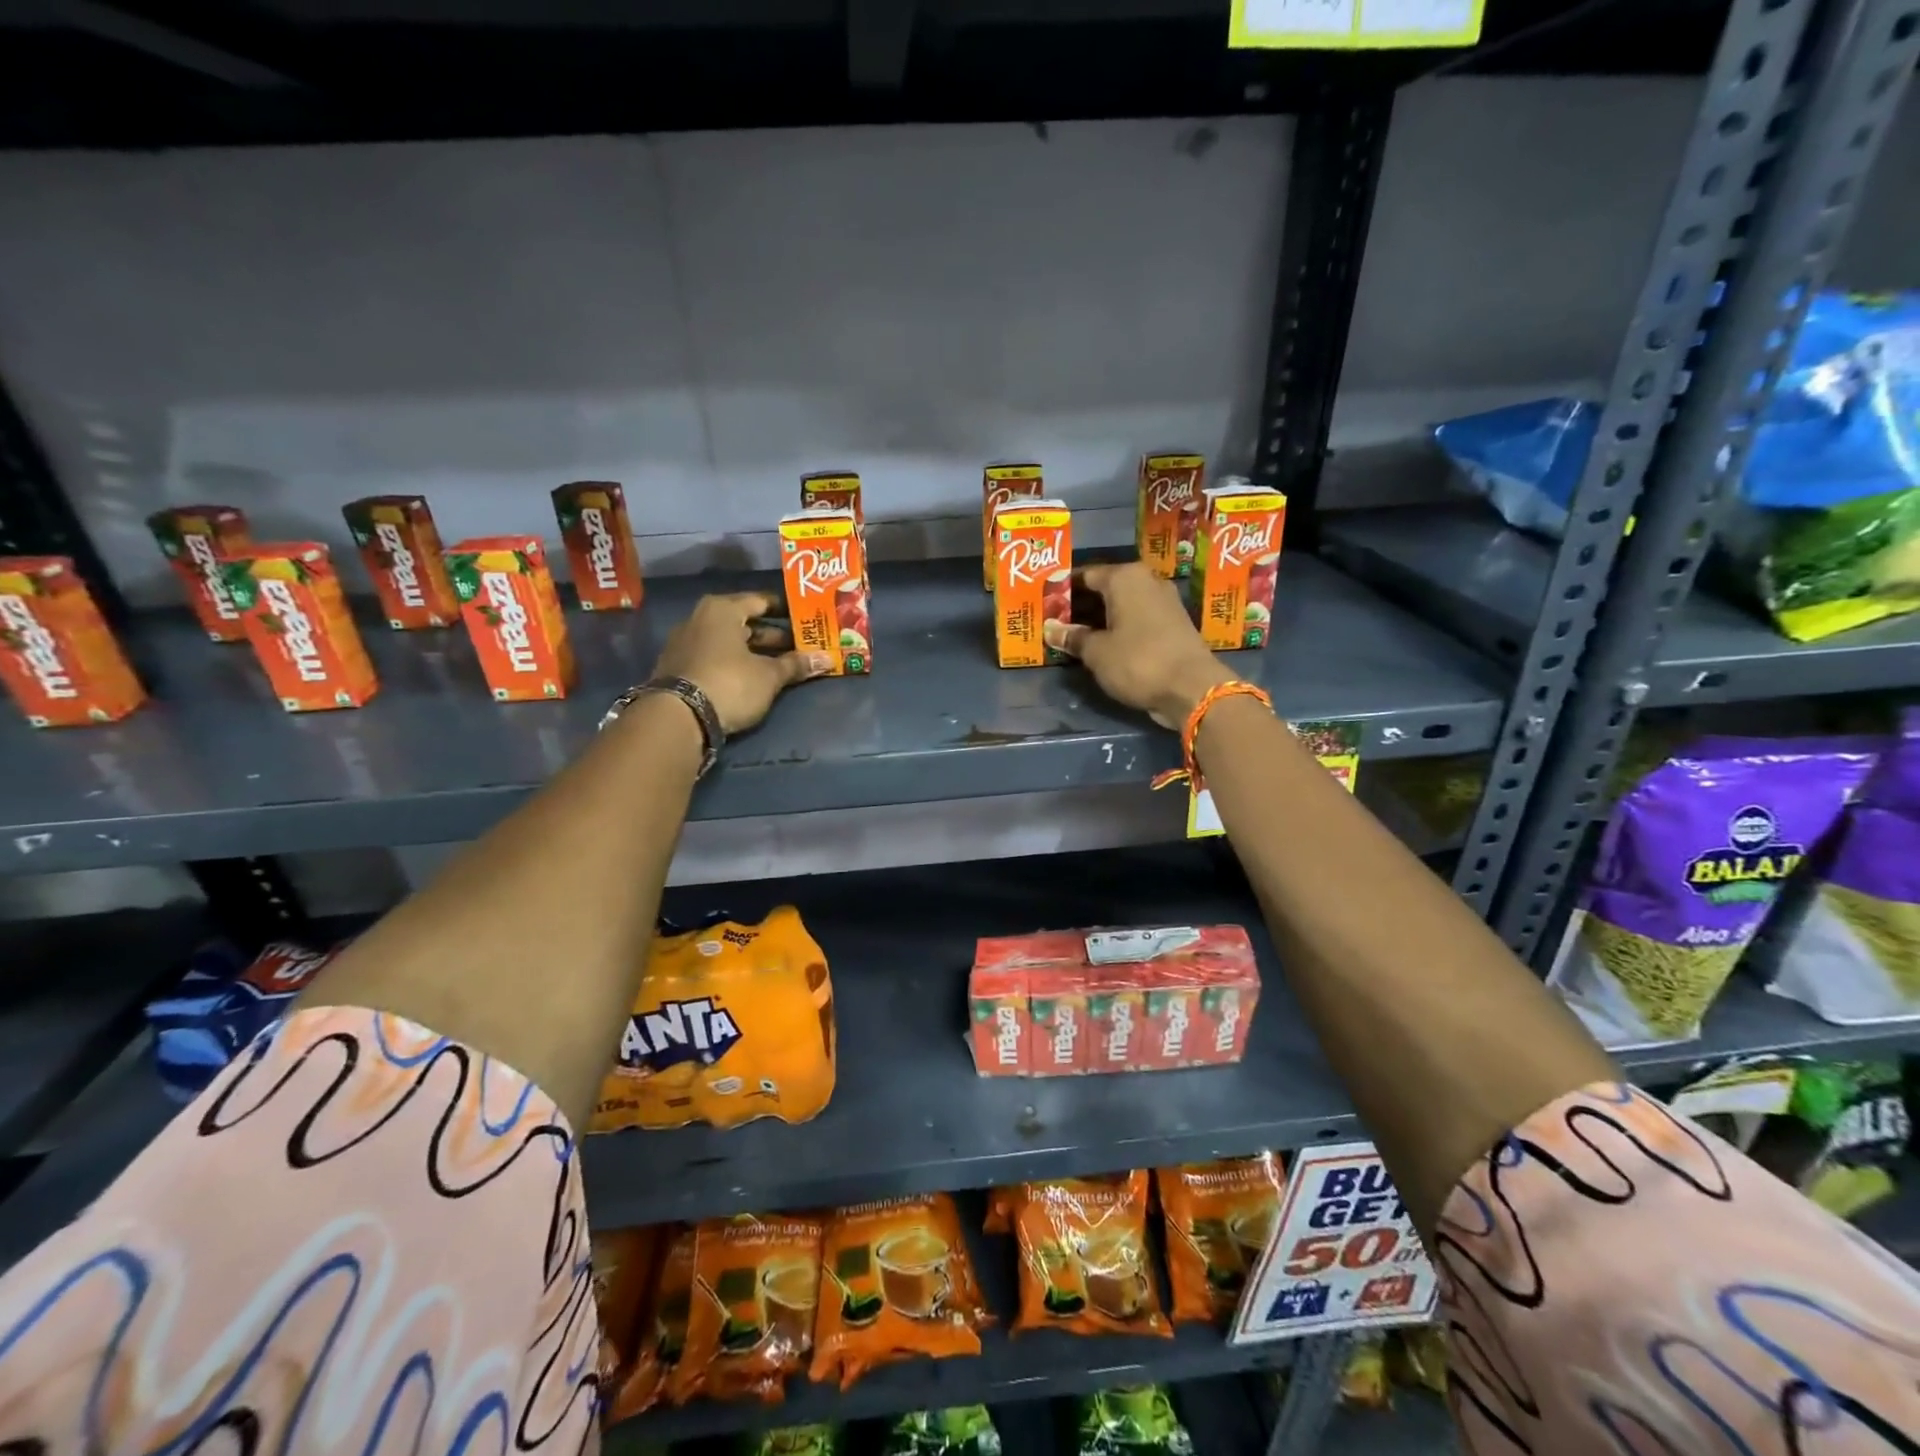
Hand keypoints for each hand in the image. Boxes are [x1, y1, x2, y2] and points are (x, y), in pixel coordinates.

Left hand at [652, 592, 830, 734]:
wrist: (678, 718)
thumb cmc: (730, 683)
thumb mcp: (769, 676)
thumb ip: (796, 665)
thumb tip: (827, 659)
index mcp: (722, 609)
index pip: (761, 601)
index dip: (786, 610)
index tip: (806, 619)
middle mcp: (700, 618)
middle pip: (744, 622)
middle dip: (773, 635)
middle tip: (800, 646)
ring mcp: (685, 643)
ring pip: (729, 642)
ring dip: (754, 652)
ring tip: (782, 665)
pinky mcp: (678, 668)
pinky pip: (715, 657)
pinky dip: (735, 663)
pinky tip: (753, 678)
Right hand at [1043, 562, 1232, 727]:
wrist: (1192, 688)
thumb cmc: (1138, 661)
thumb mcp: (1097, 652)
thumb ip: (1073, 637)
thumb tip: (1051, 630)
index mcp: (1124, 577)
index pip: (1084, 575)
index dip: (1062, 590)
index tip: (1045, 605)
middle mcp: (1146, 581)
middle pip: (1104, 588)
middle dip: (1080, 605)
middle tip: (1055, 622)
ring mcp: (1163, 601)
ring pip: (1121, 604)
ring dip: (1099, 618)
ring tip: (1074, 635)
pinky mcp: (1173, 623)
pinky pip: (1136, 618)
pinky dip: (1118, 627)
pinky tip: (1102, 643)